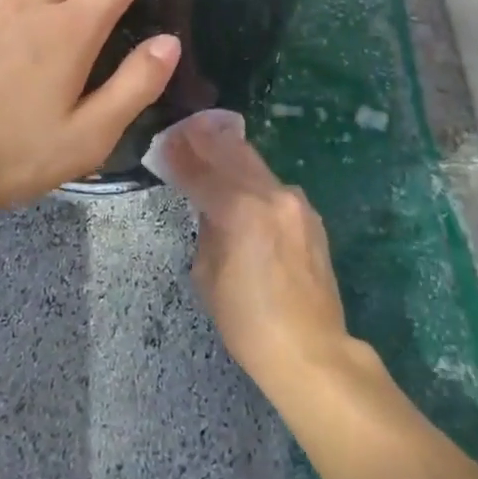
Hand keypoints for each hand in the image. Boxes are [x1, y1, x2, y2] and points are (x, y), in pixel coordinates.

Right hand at [159, 114, 355, 399]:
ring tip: (210, 142)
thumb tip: (209, 208)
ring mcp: (295, 202)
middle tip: (186, 129)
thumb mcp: (208, 275)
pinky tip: (241, 179)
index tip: (165, 140)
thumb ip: (207, 230)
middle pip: (232, 153)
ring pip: (255, 164)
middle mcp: (270, 195)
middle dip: (206, 139)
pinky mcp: (309, 215)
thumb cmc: (248, 322)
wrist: (311, 349)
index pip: (201, 173)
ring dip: (230, 152)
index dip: (180, 156)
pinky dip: (252, 176)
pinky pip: (273, 185)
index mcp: (240, 211)